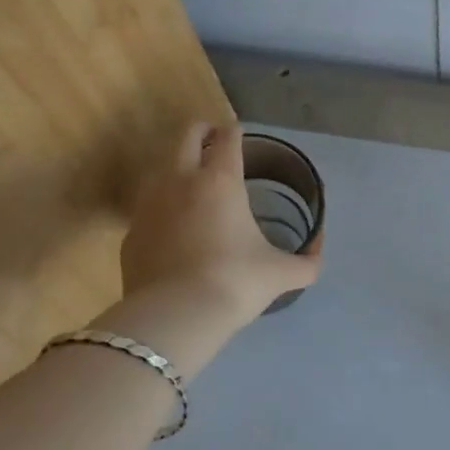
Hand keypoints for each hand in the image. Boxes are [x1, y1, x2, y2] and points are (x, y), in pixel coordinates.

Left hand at [100, 122, 320, 377]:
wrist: (174, 317)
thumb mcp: (281, 274)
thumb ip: (306, 261)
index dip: (235, 132)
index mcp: (220, 181)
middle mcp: (181, 181)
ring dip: (178, 168)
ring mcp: (149, 206)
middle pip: (186, 136)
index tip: (240, 136)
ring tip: (194, 186)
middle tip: (215, 143)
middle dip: (202, 133)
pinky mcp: (131, 234)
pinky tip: (174, 230)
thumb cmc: (235, 282)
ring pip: (161, 168)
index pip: (227, 138)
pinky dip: (162, 209)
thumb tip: (318, 251)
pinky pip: (147, 209)